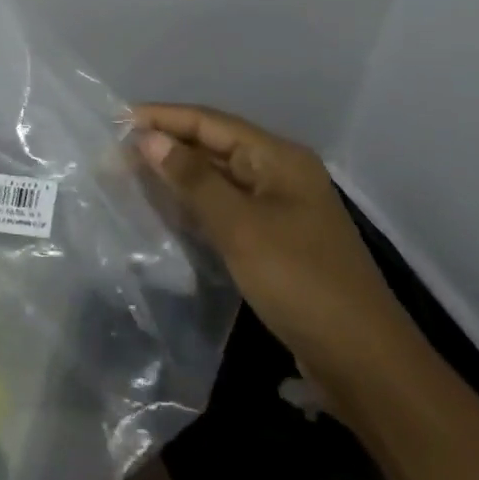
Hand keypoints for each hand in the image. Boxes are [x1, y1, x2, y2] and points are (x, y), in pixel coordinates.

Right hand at [132, 103, 421, 404]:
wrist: (363, 361)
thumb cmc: (300, 282)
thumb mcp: (240, 226)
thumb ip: (192, 179)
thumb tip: (148, 138)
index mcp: (279, 158)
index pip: (210, 122)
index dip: (163, 117)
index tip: (116, 119)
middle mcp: (279, 174)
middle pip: (213, 146)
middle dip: (166, 145)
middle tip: (115, 150)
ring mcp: (278, 208)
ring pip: (216, 178)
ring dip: (175, 174)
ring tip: (129, 173)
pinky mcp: (273, 239)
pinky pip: (224, 207)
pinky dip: (192, 203)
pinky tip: (163, 208)